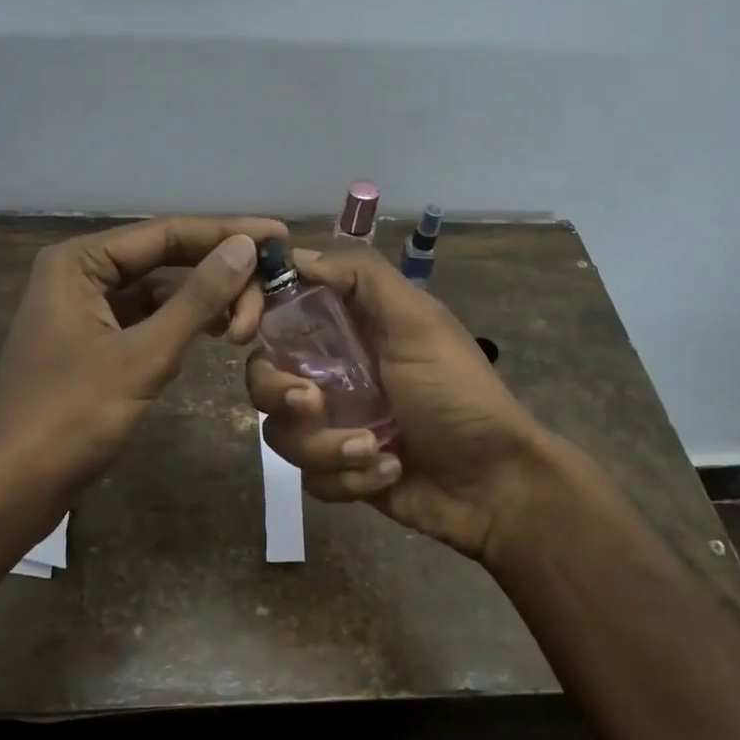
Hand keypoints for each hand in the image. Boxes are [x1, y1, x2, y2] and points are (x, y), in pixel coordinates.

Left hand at [0, 215, 287, 533]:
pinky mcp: (93, 345)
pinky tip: (214, 336)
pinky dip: (182, 326)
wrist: (8, 490)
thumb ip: (197, 298)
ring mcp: (85, 311)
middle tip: (271, 297)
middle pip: (165, 258)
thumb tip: (245, 247)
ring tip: (247, 324)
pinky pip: (147, 321)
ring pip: (159, 291)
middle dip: (219, 274)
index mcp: (80, 261)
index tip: (280, 237)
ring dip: (204, 302)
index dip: (227, 232)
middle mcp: (80, 274)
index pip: (167, 232)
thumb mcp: (143, 355)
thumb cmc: (70, 417)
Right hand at [245, 245, 570, 560]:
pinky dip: (348, 477)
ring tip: (376, 450)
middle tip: (312, 403)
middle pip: (263, 375)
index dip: (253, 311)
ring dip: (327, 446)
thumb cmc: (456, 391)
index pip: (278, 308)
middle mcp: (331, 370)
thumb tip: (297, 256)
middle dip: (281, 393)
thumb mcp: (418, 321)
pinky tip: (390, 471)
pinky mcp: (338, 469)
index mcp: (346, 328)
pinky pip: (310, 476)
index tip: (246, 327)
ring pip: (282, 432)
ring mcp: (333, 422)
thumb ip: (363, 277)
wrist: (493, 483)